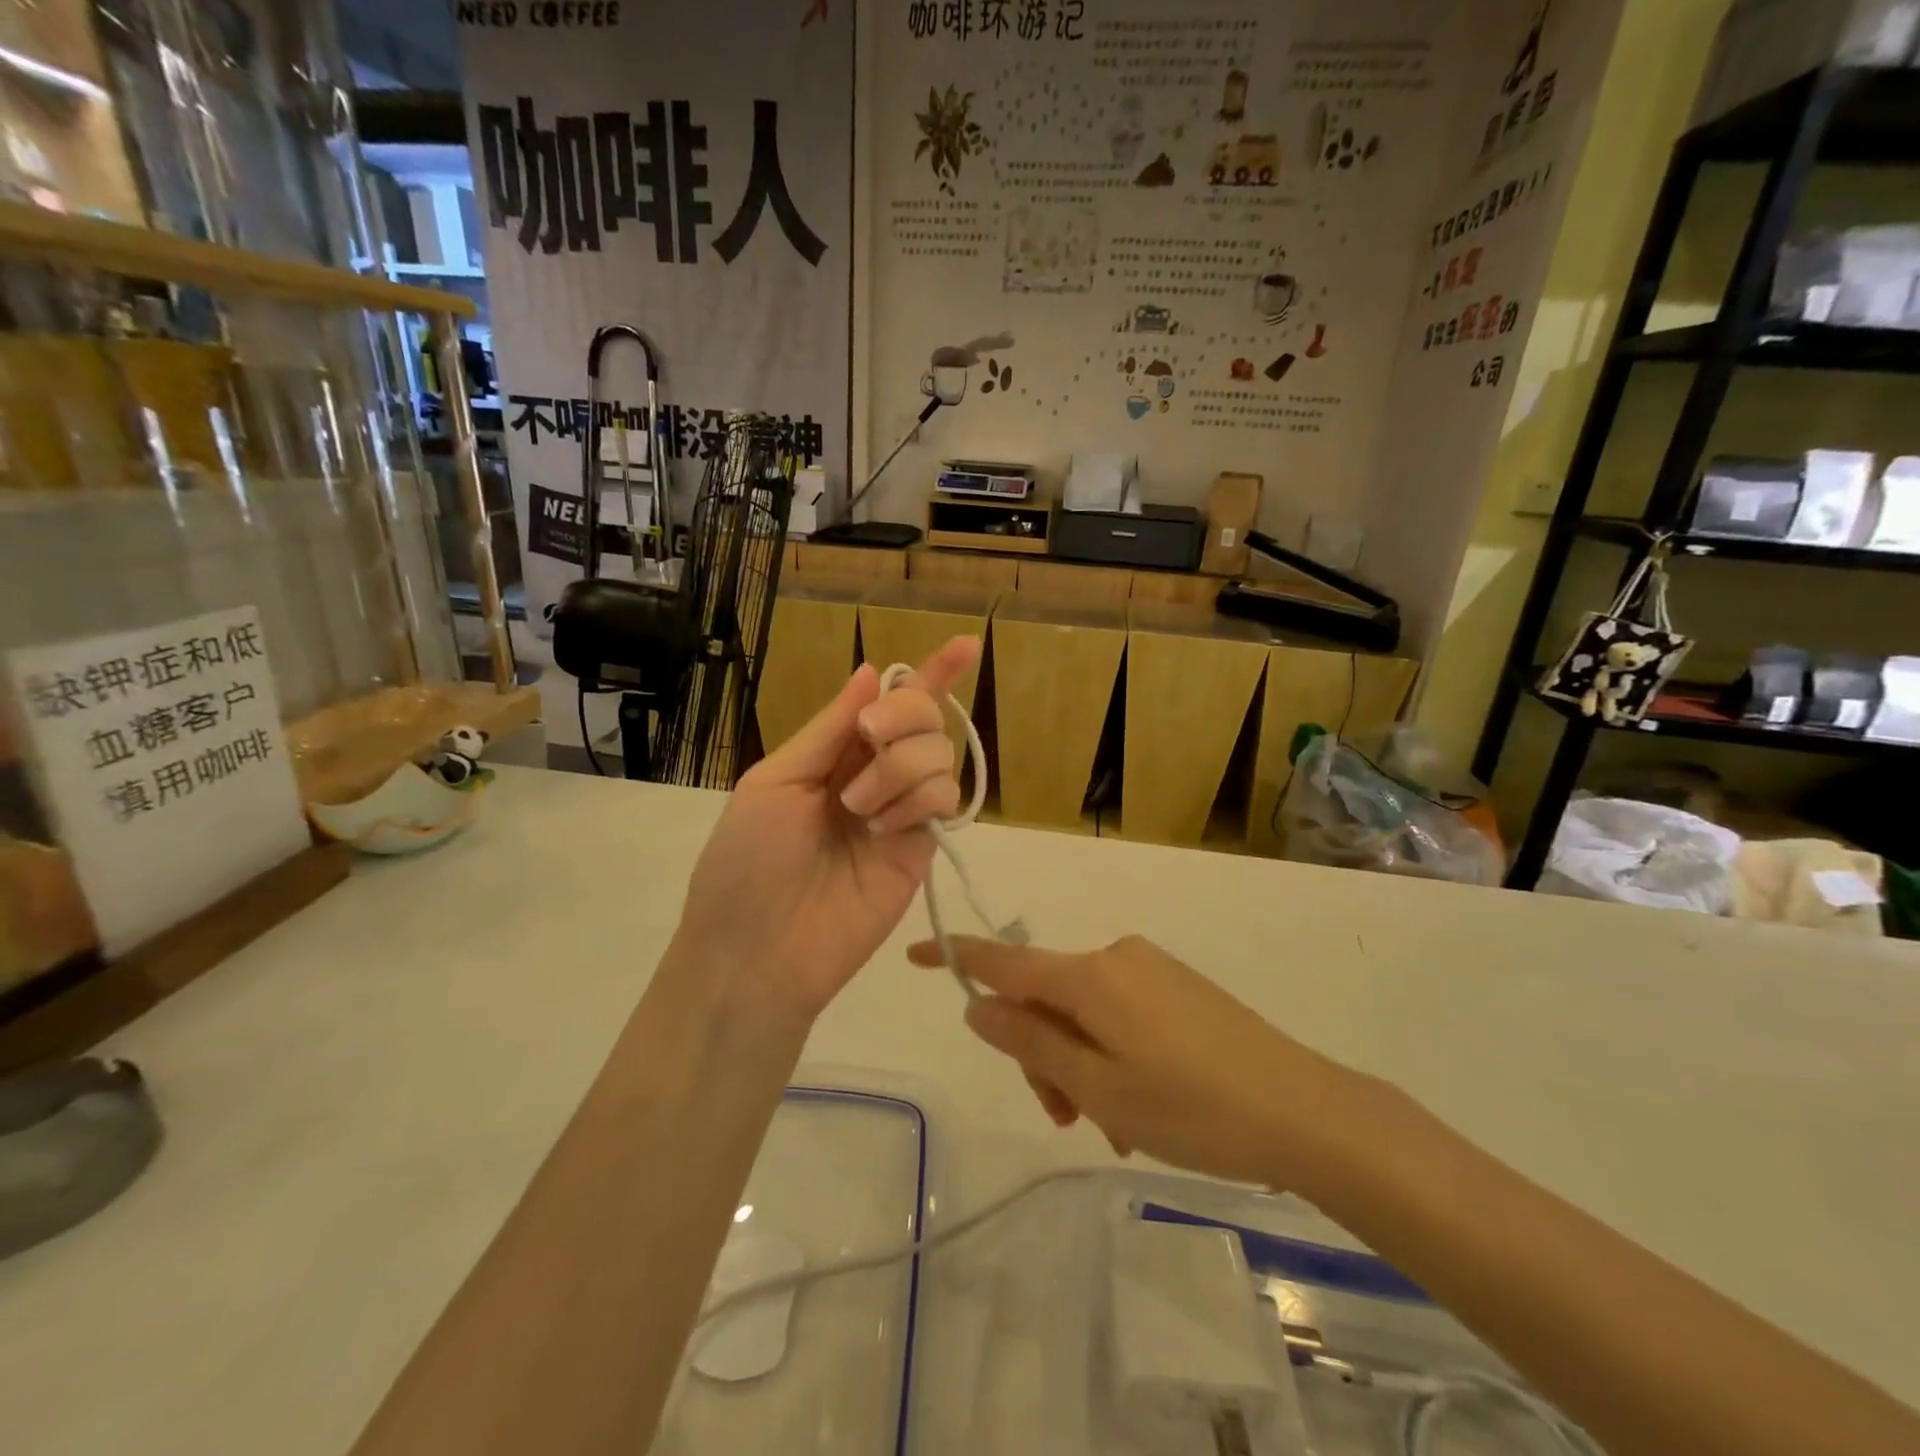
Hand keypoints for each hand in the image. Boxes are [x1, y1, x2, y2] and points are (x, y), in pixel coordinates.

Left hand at [679, 637, 980, 1019]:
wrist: (758, 950)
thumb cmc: (747, 860)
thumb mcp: (776, 781)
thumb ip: (830, 728)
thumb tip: (871, 671)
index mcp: (835, 754)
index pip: (889, 703)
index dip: (929, 674)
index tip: (965, 645)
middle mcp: (874, 775)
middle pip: (924, 718)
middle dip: (904, 713)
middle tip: (870, 736)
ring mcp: (902, 812)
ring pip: (939, 754)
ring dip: (899, 767)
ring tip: (859, 811)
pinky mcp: (922, 848)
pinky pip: (943, 798)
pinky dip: (916, 800)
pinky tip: (883, 830)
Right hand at [910, 934, 1354, 1187]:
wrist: (1304, 1110)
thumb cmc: (1191, 1106)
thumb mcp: (1098, 1087)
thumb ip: (1032, 1043)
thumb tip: (980, 1007)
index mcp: (1088, 976)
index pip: (1003, 961)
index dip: (956, 957)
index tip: (915, 953)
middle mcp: (1114, 957)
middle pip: (1046, 999)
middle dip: (1041, 1054)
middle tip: (1066, 1120)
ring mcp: (1149, 969)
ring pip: (1083, 1013)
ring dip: (1080, 1065)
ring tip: (1114, 1126)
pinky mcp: (1177, 986)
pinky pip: (1120, 1013)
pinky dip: (1111, 1054)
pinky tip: (1141, 1106)